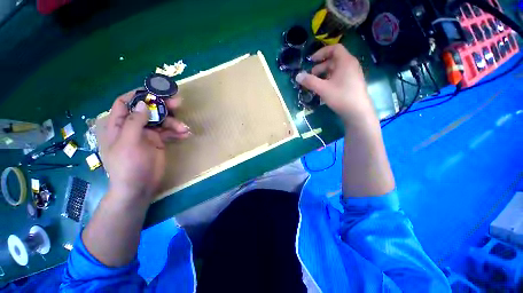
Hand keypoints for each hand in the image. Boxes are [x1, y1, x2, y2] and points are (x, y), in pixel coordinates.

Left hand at [99, 90, 190, 201]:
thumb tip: (142, 103)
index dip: (138, 94)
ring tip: (184, 128)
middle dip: (163, 106)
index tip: (155, 91)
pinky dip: (177, 132)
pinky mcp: (158, 142)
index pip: (125, 102)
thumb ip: (134, 122)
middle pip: (148, 110)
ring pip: (162, 121)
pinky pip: (169, 133)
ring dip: (174, 123)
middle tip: (179, 103)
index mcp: (118, 124)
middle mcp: (132, 126)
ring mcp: (147, 134)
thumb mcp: (128, 142)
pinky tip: (186, 134)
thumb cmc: (128, 165)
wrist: (139, 186)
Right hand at [296, 44, 374, 123]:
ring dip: (324, 74)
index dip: (321, 52)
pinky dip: (330, 79)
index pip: (334, 48)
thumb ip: (310, 81)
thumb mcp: (322, 89)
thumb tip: (297, 76)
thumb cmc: (341, 96)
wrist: (358, 112)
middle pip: (334, 60)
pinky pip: (339, 77)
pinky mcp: (352, 84)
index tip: (311, 61)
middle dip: (320, 66)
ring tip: (316, 84)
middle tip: (311, 76)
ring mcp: (352, 75)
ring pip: (336, 69)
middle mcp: (351, 65)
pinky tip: (324, 89)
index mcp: (345, 61)